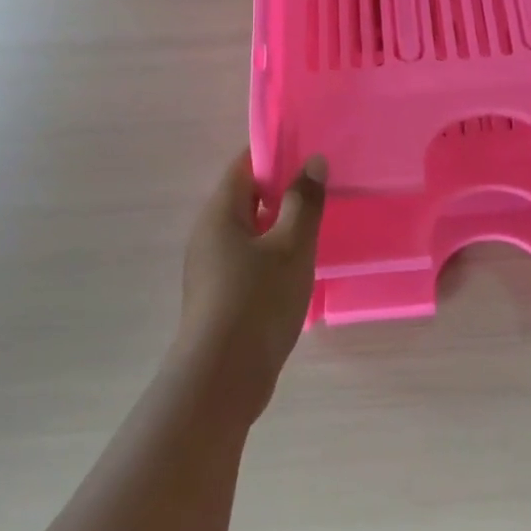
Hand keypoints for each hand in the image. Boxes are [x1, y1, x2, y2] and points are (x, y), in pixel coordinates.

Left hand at [176, 152, 327, 423]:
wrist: (223, 378)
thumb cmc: (258, 300)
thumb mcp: (292, 246)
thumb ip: (305, 201)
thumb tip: (312, 161)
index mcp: (219, 214)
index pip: (243, 166)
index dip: (274, 154)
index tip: (308, 152)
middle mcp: (208, 235)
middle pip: (245, 199)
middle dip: (282, 191)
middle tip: (322, 189)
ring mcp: (211, 269)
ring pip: (249, 233)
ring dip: (280, 226)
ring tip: (318, 227)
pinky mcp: (220, 297)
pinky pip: (249, 261)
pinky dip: (273, 255)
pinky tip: (299, 269)